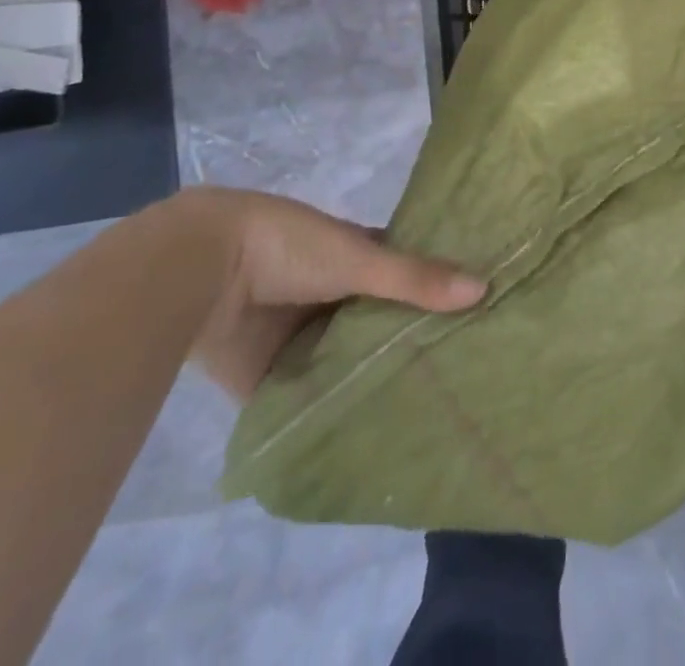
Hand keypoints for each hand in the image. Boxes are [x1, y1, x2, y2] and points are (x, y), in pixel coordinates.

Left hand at [168, 189, 484, 400]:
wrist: (199, 268)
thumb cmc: (289, 247)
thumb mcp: (360, 258)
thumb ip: (415, 278)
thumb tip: (485, 288)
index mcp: (354, 258)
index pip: (404, 275)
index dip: (435, 292)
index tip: (476, 317)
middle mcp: (331, 297)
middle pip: (377, 324)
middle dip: (407, 343)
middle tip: (460, 375)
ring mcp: (297, 338)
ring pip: (343, 363)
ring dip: (368, 381)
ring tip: (425, 412)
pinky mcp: (265, 379)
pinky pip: (304, 399)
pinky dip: (327, 412)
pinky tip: (365, 437)